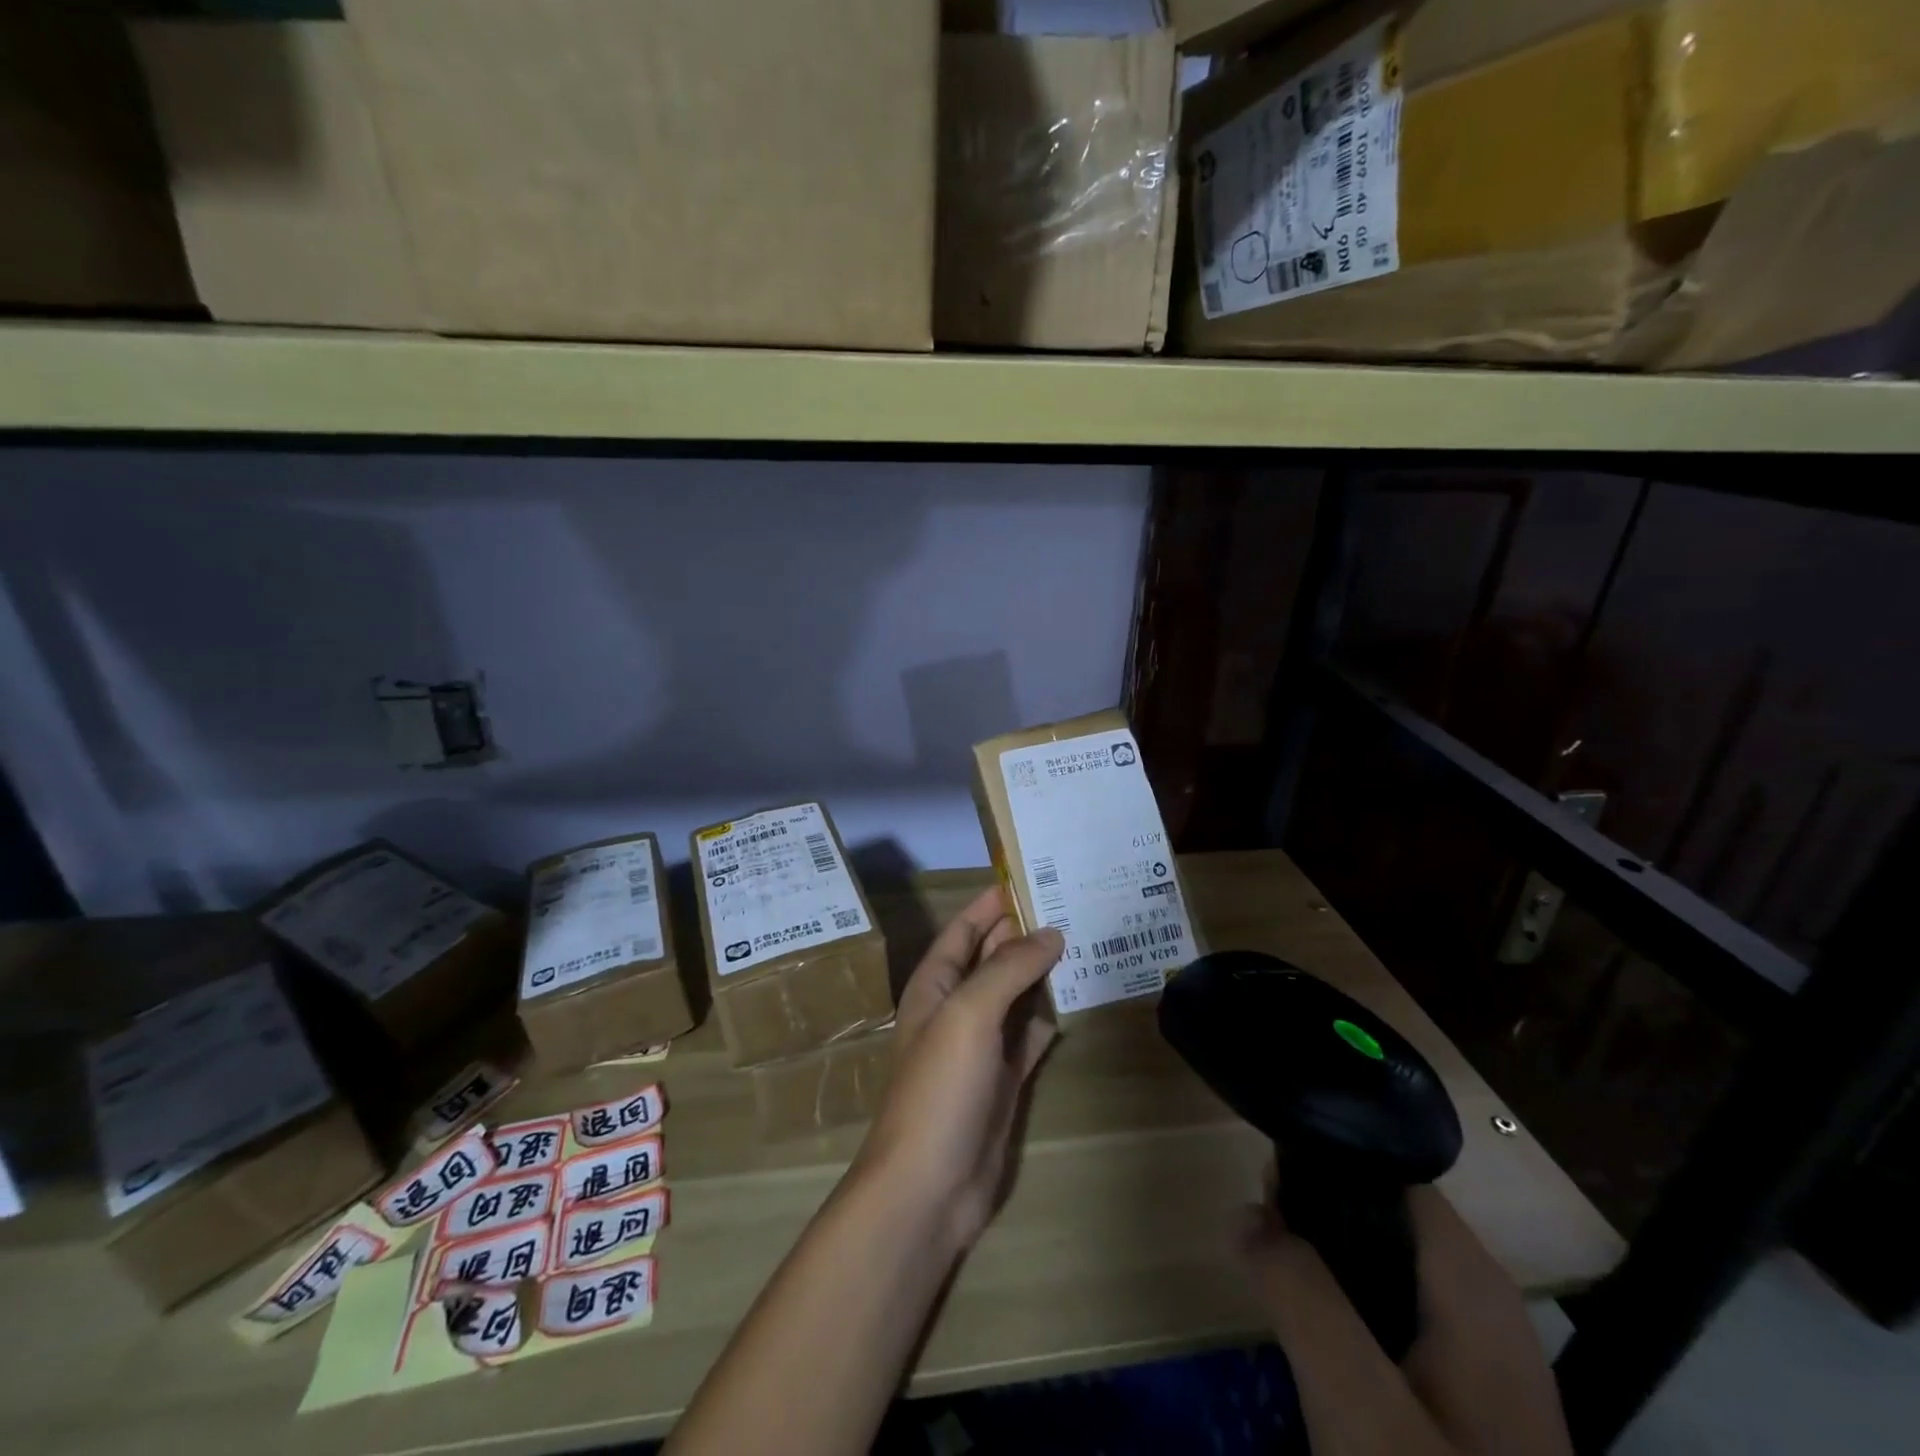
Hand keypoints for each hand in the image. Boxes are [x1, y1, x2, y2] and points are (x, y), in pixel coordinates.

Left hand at [852, 887, 1062, 1252]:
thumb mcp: (969, 1013)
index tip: (1032, 873)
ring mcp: (981, 1045)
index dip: (993, 901)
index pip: (965, 928)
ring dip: (1042, 972)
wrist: (929, 1186)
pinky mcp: (1004, 1079)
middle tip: (1072, 902)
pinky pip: (1030, 1035)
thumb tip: (1050, 932)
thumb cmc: (940, 1087)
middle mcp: (956, 1007)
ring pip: (1015, 994)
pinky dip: (1049, 1016)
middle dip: (1025, 931)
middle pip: (993, 957)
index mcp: (935, 984)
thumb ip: (1008, 968)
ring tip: (1085, 941)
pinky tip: (1076, 999)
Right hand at [1241, 1185, 1573, 1455]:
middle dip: (1312, 1217)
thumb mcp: (1359, 1406)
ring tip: (1270, 1280)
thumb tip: (1242, 1212)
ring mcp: (1474, 1354)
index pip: (1389, 1172)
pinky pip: (1387, 1317)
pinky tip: (1314, 1342)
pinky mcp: (1460, 1398)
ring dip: (1321, 1266)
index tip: (1262, 1182)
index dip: (1322, 1163)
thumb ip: (1299, 1295)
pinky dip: (1343, 1311)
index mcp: (1471, 1282)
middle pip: (1380, 1215)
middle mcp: (1479, 1301)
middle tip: (1257, 1239)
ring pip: (1379, 1267)